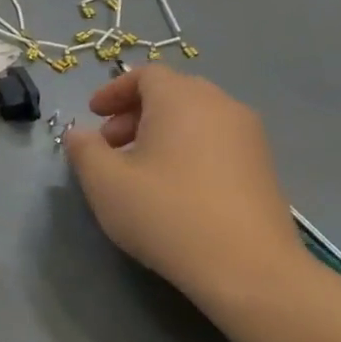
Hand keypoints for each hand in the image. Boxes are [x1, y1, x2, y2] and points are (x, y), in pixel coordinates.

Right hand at [62, 66, 306, 311]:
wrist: (246, 266)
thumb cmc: (166, 214)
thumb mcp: (104, 182)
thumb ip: (84, 150)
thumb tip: (78, 133)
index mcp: (181, 99)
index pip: (145, 74)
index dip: (113, 91)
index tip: (92, 116)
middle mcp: (221, 105)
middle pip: (172, 92)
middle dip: (135, 112)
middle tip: (110, 144)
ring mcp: (248, 135)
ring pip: (196, 117)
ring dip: (161, 132)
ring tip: (138, 169)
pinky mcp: (262, 165)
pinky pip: (215, 140)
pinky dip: (187, 148)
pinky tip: (172, 187)